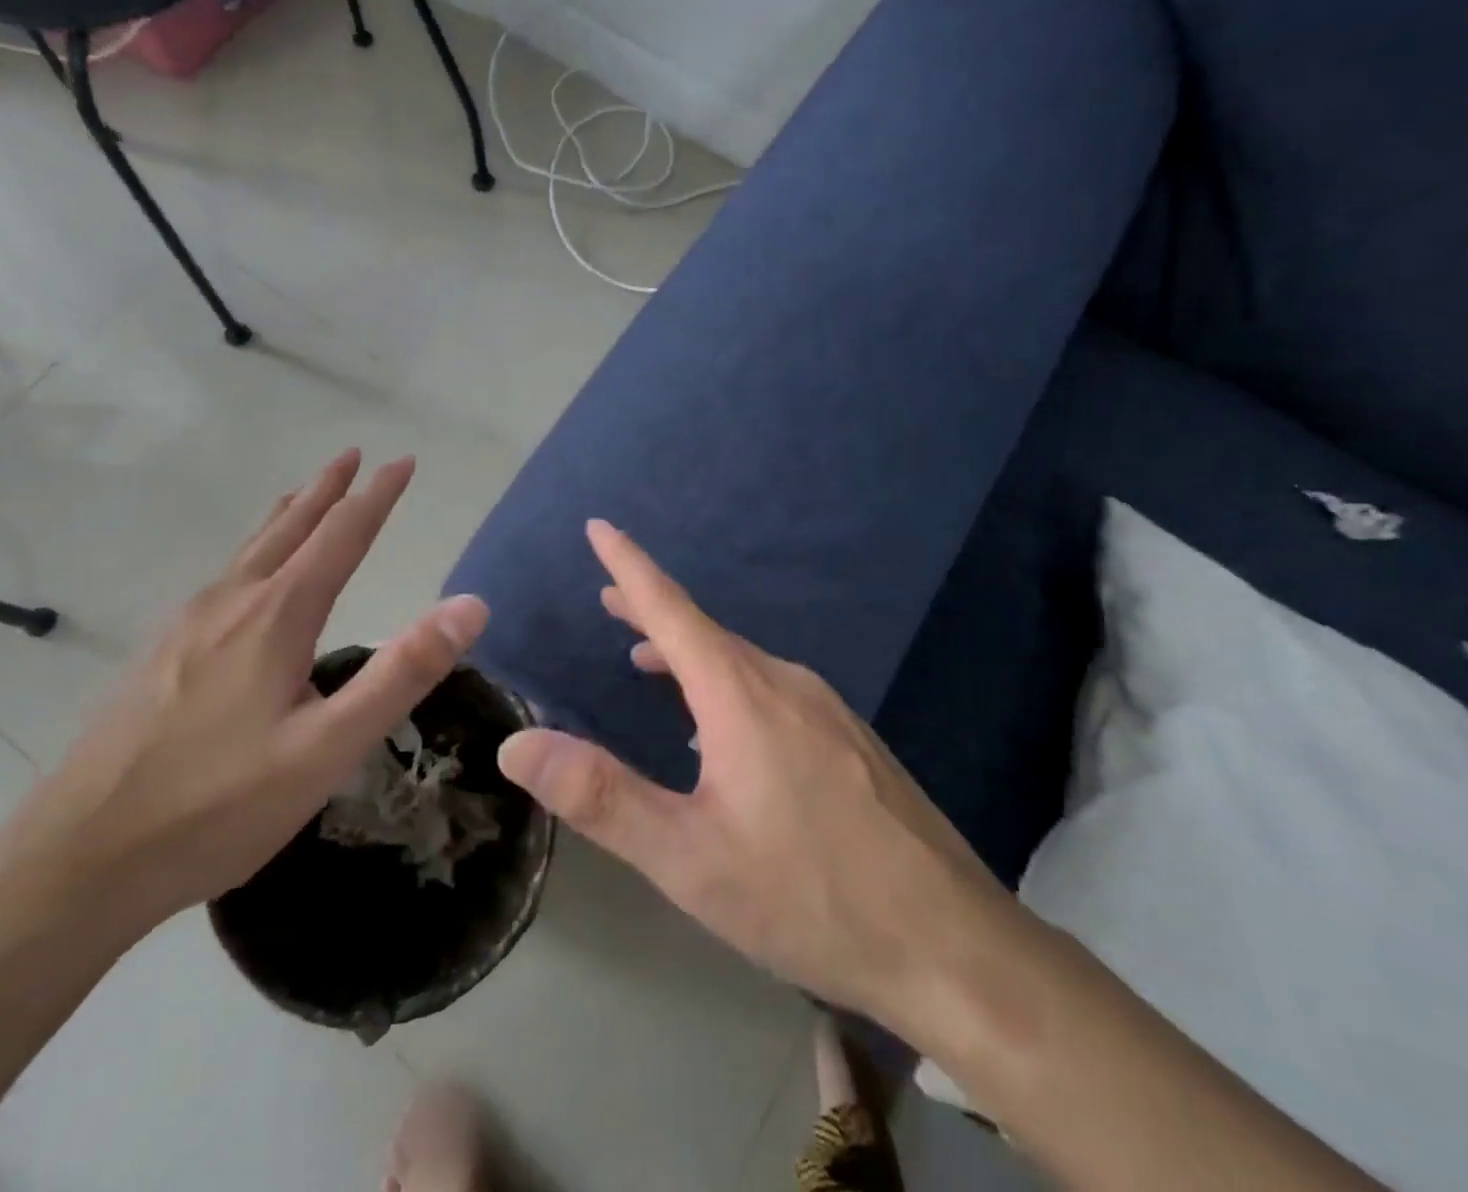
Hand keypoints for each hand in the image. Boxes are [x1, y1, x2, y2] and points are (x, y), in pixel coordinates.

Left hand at [7, 450, 490, 936]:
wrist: (74, 862)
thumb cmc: (216, 806)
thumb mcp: (328, 748)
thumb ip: (402, 673)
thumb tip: (471, 605)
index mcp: (276, 616)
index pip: (341, 535)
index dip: (377, 496)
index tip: (403, 461)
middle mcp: (230, 604)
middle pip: (288, 528)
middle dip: (327, 488)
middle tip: (352, 454)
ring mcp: (185, 628)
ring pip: (249, 552)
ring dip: (288, 516)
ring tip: (304, 496)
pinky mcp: (159, 655)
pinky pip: (223, 579)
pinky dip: (253, 552)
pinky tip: (246, 579)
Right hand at [497, 521, 1014, 1026]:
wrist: (950, 942)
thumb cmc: (807, 896)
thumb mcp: (689, 858)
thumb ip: (601, 796)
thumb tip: (517, 744)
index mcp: (741, 693)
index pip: (670, 608)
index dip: (629, 565)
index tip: (600, 526)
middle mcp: (785, 682)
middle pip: (705, 630)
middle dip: (651, 611)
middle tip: (610, 599)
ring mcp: (826, 708)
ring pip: (741, 662)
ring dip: (689, 653)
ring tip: (650, 660)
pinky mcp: (851, 739)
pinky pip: (773, 690)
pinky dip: (727, 685)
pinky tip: (721, 730)